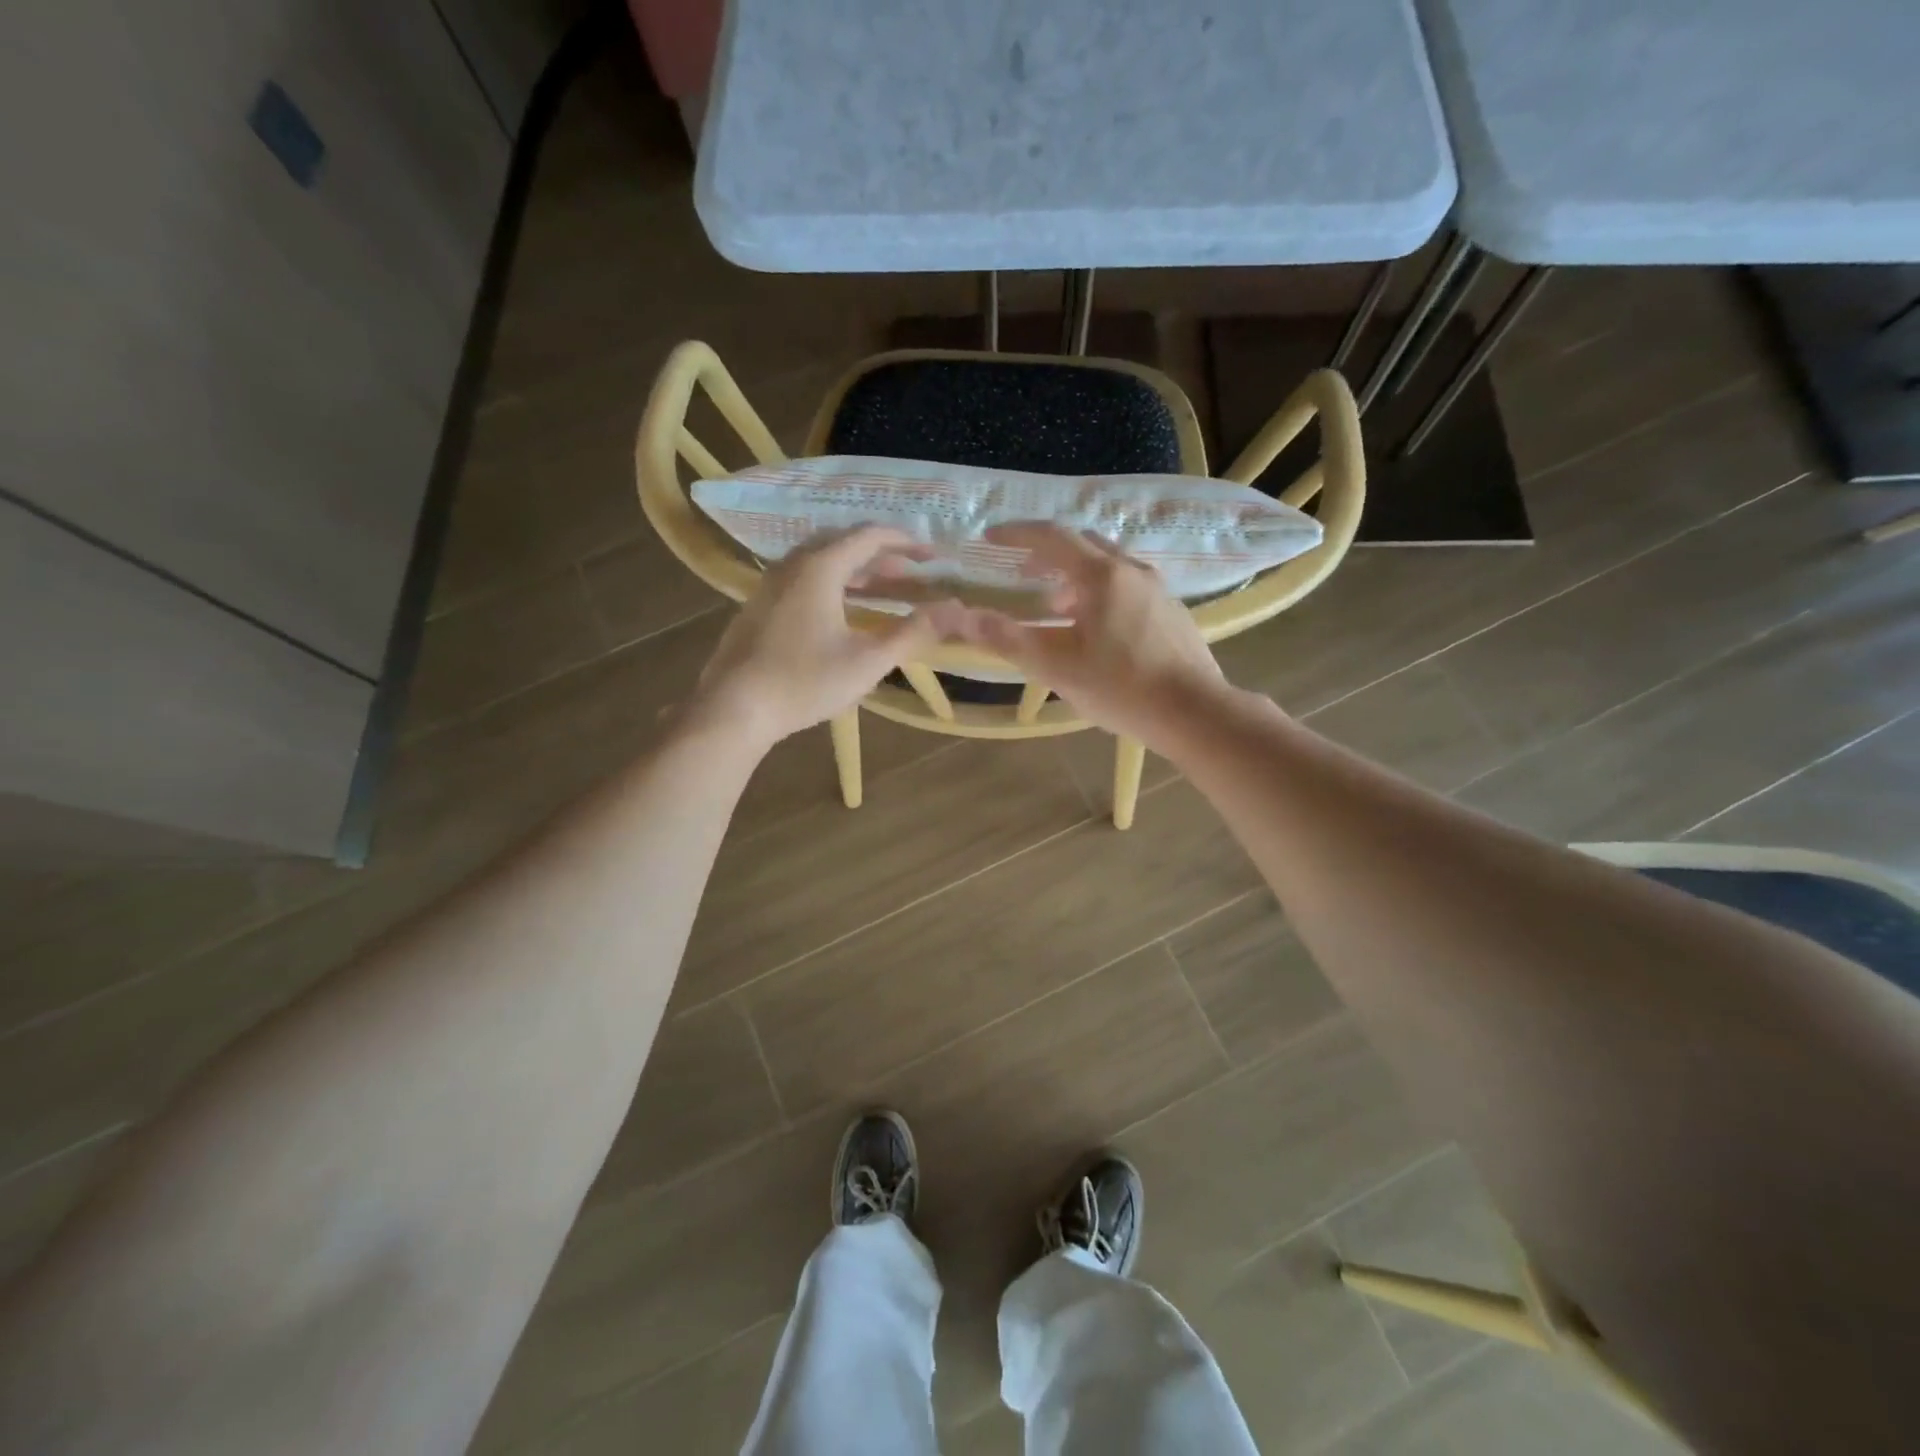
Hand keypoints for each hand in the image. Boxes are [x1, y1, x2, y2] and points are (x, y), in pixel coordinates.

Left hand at [687, 526, 940, 749]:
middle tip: (910, 574)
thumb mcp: (867, 661)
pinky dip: (831, 583)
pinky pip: (802, 578)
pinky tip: (840, 611)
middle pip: (843, 543)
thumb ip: (913, 633)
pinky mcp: (758, 607)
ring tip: (881, 589)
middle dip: (881, 555)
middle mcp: (792, 565)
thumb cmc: (804, 682)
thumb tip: (956, 610)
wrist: (732, 709)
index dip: (906, 543)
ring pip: (819, 561)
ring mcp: (770, 585)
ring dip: (855, 569)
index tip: (933, 556)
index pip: (870, 536)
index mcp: (820, 567)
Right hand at [942, 522, 1226, 745]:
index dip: (1016, 534)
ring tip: (1054, 604)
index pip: (1052, 537)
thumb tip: (962, 617)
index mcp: (1100, 575)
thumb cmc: (1120, 687)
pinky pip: (1127, 584)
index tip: (990, 538)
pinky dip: (1100, 590)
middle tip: (1021, 571)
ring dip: (1075, 574)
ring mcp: (1157, 589)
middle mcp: (1132, 570)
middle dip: (1047, 552)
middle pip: (1083, 544)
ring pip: (1108, 565)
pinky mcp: (1172, 611)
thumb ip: (1007, 638)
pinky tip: (1096, 626)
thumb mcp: (1055, 666)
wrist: (1194, 712)